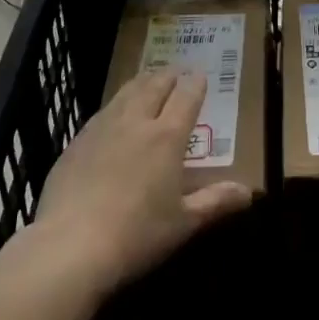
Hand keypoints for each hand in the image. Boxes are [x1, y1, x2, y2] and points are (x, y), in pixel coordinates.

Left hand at [32, 70, 253, 297]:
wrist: (69, 246)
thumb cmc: (136, 235)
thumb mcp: (183, 224)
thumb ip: (216, 202)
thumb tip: (250, 192)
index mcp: (167, 136)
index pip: (187, 96)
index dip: (196, 83)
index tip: (201, 76)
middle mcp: (136, 121)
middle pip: (155, 85)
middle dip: (169, 75)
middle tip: (176, 73)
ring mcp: (103, 127)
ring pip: (126, 91)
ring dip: (142, 82)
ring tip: (148, 80)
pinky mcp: (77, 141)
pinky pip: (102, 111)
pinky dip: (116, 104)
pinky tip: (113, 115)